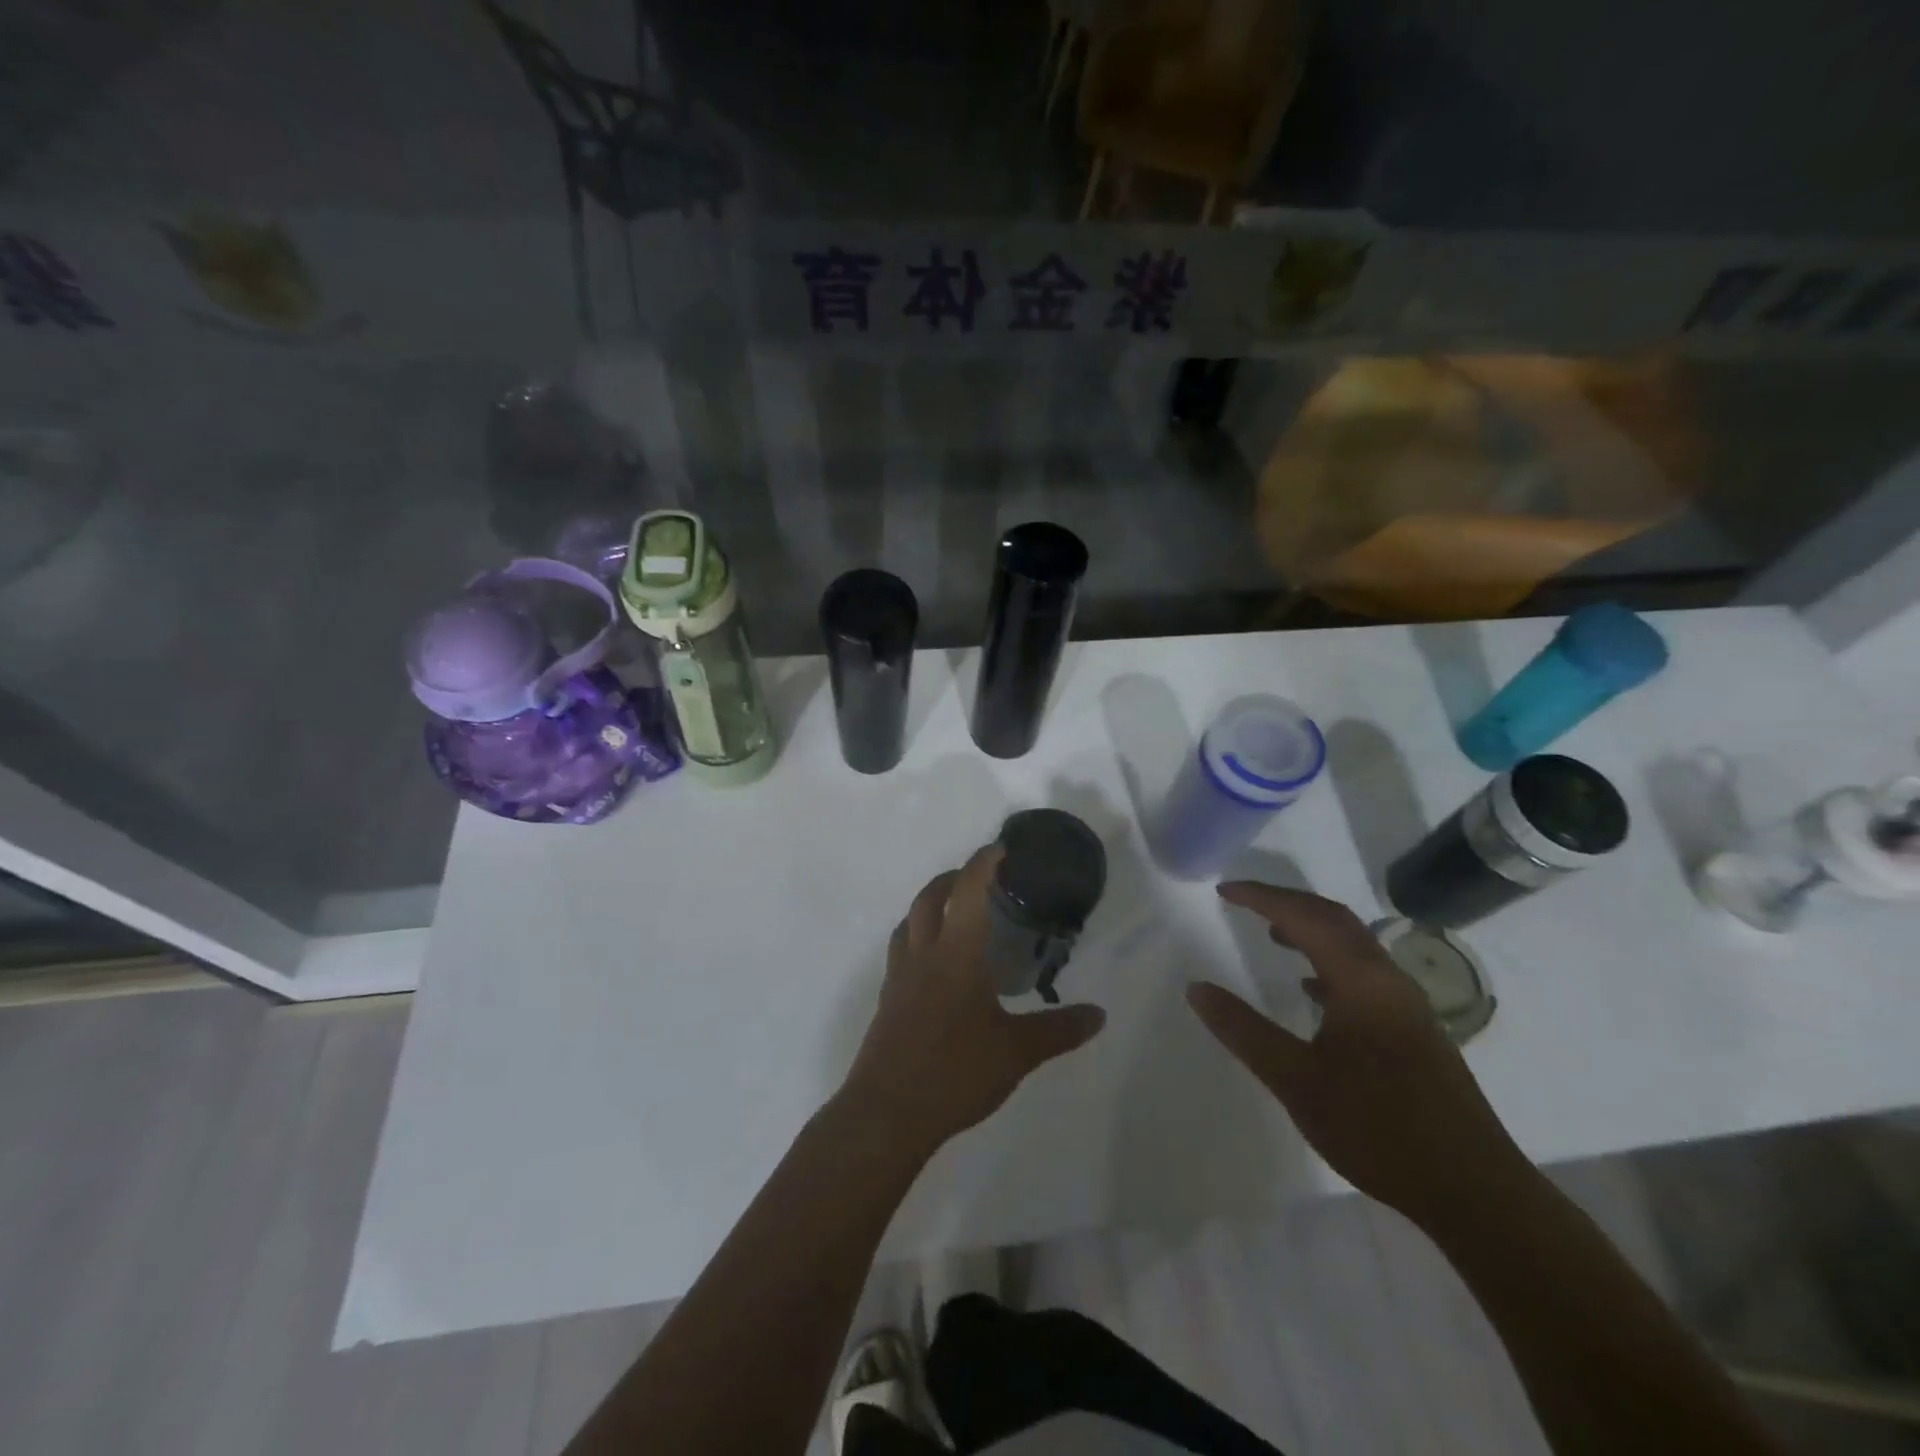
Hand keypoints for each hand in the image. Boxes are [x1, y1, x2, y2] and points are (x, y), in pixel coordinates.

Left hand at [838, 845, 1106, 1157]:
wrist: (887, 1112)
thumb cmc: (956, 1072)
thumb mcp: (1016, 1053)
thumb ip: (1058, 1030)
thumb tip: (1098, 1015)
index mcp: (956, 954)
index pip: (969, 892)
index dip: (983, 864)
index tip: (999, 849)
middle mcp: (923, 955)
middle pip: (929, 898)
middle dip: (952, 878)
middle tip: (977, 878)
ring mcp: (899, 977)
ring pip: (908, 922)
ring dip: (928, 906)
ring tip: (952, 913)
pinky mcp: (887, 1000)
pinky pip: (900, 951)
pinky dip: (917, 938)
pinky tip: (934, 964)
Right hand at [1187, 882, 1523, 1223]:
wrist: (1474, 1191)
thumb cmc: (1378, 1128)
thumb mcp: (1296, 1080)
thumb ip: (1243, 1030)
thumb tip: (1196, 988)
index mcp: (1361, 981)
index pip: (1305, 917)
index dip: (1262, 897)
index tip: (1224, 889)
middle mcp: (1388, 980)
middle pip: (1334, 919)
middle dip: (1287, 902)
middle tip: (1245, 901)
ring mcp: (1407, 1005)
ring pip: (1353, 945)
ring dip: (1311, 929)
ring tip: (1272, 934)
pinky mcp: (1414, 1030)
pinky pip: (1365, 973)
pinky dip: (1330, 962)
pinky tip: (1313, 990)